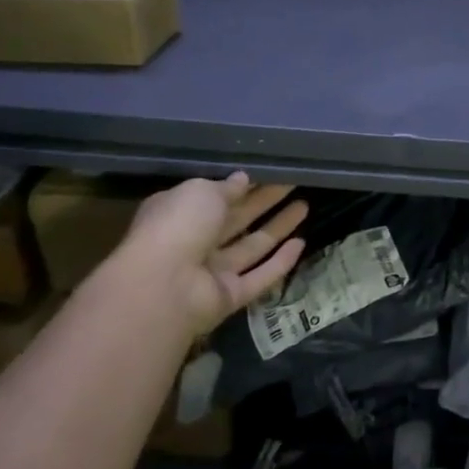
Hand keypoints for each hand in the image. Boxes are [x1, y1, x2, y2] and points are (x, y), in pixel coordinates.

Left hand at [116, 174, 306, 337]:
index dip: (244, 186)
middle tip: (295, 184)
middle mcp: (196, 242)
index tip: (271, 173)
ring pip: (252, 246)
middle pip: (238, 220)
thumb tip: (244, 178)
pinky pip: (260, 276)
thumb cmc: (177, 225)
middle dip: (266, 201)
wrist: (163, 286)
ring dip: (278, 227)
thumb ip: (226, 187)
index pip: (216, 197)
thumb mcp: (201, 192)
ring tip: (305, 206)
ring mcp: (213, 272)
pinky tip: (301, 243)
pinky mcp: (230, 296)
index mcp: (180, 213)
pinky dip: (280, 262)